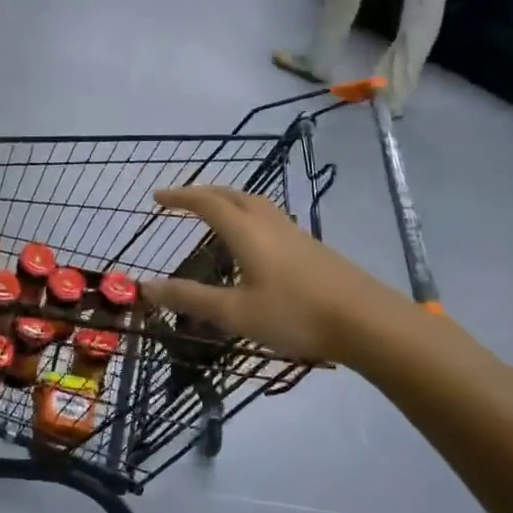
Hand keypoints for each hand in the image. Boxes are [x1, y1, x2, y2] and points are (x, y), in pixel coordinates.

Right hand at [141, 186, 399, 362]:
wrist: (365, 320)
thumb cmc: (295, 314)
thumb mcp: (235, 312)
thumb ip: (191, 297)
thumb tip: (146, 286)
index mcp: (246, 231)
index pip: (206, 202)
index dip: (180, 197)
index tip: (157, 197)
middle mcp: (269, 223)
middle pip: (232, 194)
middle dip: (203, 193)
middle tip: (181, 200)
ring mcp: (294, 232)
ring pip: (255, 203)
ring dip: (229, 200)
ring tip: (214, 214)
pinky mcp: (311, 246)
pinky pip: (270, 217)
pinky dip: (249, 215)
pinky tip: (253, 242)